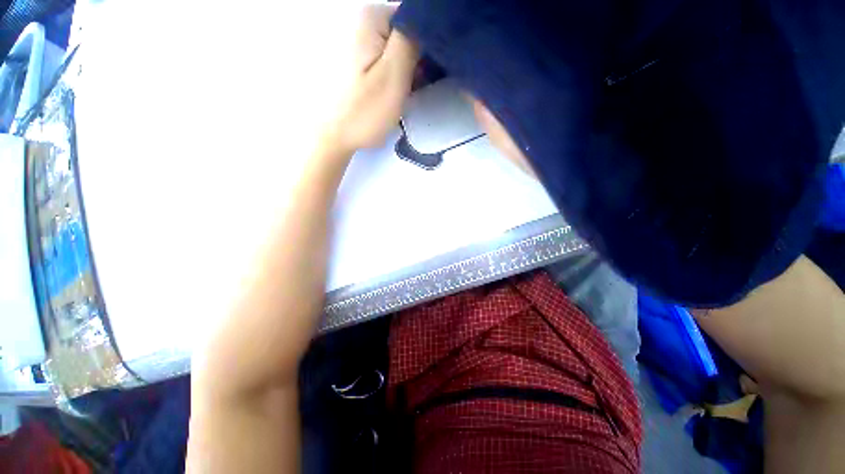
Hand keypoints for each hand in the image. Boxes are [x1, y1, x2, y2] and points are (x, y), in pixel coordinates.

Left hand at [321, 4, 418, 153]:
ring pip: (399, 48)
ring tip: (409, 92)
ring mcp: (361, 43)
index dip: (430, 43)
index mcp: (372, 18)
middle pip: (407, 32)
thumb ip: (411, 40)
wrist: (336, 136)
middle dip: (420, 57)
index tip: (430, 70)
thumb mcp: (393, 75)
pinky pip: (389, 60)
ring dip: (410, 68)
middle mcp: (364, 22)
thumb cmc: (365, 110)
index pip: (415, 18)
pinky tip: (399, 92)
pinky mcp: (361, 62)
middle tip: (418, 85)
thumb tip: (426, 22)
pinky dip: (399, 74)